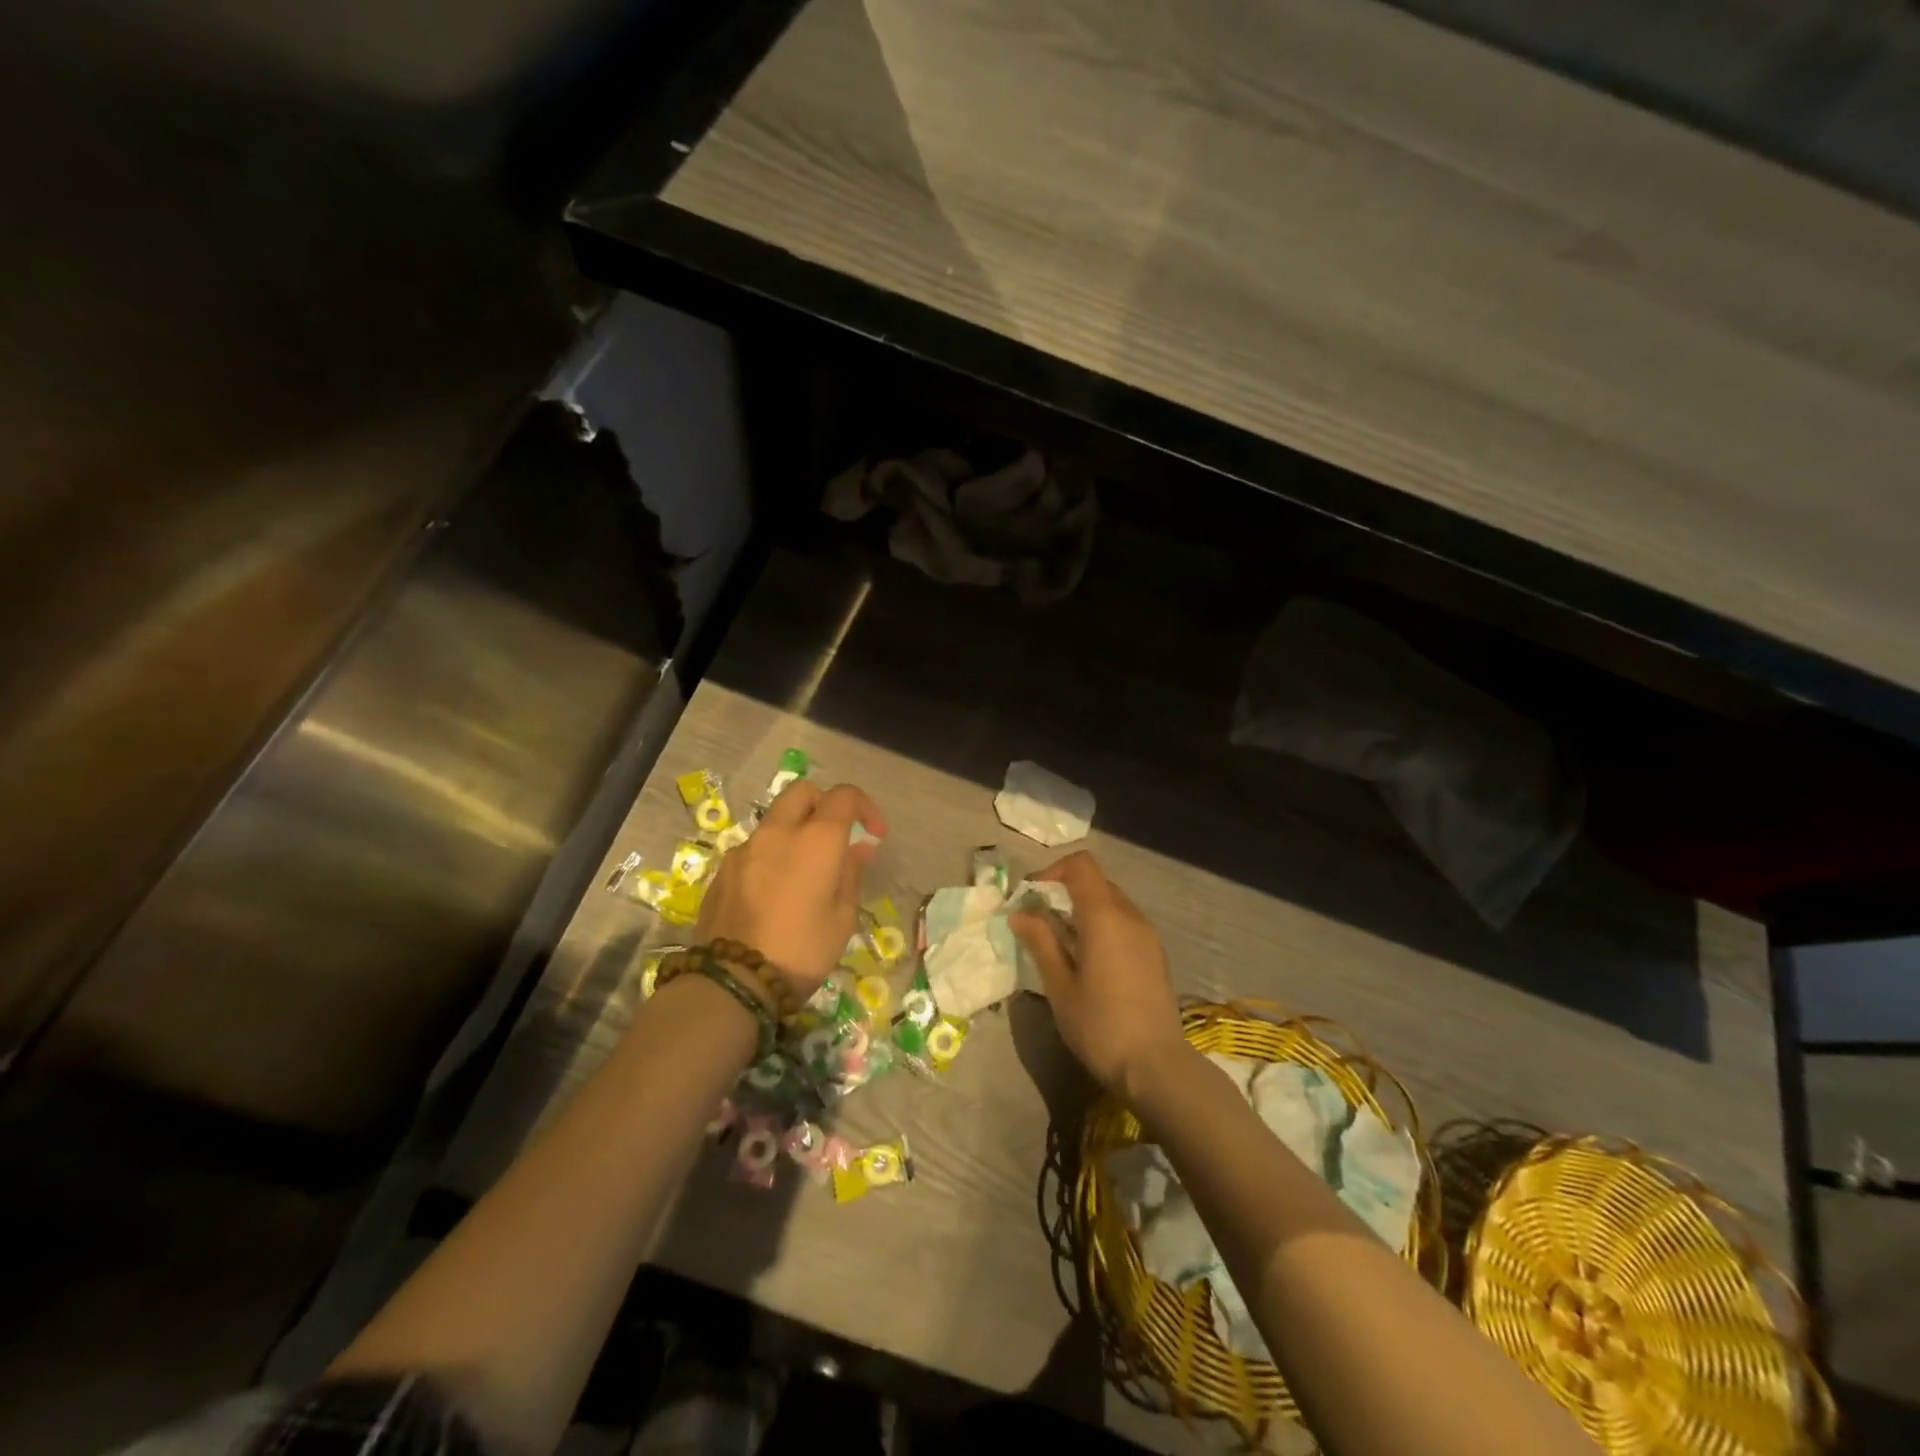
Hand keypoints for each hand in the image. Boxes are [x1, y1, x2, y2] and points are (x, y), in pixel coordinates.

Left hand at [694, 781, 887, 998]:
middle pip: (802, 792)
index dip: (865, 808)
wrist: (733, 982)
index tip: (874, 835)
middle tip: (836, 837)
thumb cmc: (802, 950)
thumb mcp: (842, 917)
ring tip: (805, 871)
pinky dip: (771, 855)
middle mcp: (778, 832)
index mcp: (816, 839)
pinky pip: (754, 848)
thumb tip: (857, 849)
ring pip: (775, 820)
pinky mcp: (722, 870)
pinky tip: (775, 892)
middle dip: (824, 804)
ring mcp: (745, 849)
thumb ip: (850, 874)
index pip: (844, 796)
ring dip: (795, 831)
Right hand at [1010, 850, 1189, 1102]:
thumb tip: (1020, 913)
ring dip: (1083, 909)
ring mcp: (1147, 934)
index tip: (1031, 896)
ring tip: (1061, 943)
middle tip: (1039, 921)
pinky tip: (1088, 959)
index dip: (1052, 870)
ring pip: (1110, 901)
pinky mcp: (1155, 952)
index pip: (1081, 865)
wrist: (1156, 1067)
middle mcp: (1130, 915)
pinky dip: (1101, 925)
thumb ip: (1041, 942)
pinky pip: (1124, 921)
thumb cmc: (1100, 1026)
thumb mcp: (1060, 986)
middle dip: (1064, 891)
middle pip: (1095, 881)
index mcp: (1105, 916)